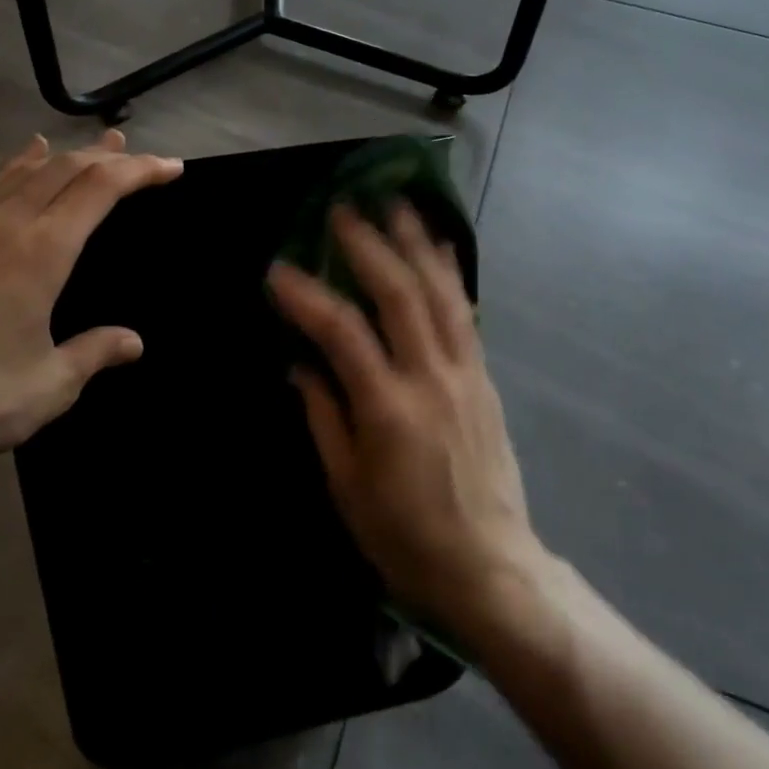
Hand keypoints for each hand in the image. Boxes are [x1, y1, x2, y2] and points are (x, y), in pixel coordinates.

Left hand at [0, 130, 181, 468]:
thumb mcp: (54, 383)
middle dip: (107, 157)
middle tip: (139, 154)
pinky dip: (17, 167)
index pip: (100, 189)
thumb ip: (96, 351)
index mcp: (41, 251)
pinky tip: (24, 160)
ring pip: (24, 171)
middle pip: (64, 169)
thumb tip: (133, 342)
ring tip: (94, 146)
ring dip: (65, 155)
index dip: (140, 171)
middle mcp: (5, 225)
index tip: (171, 167)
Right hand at [267, 204, 544, 639]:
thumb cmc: (405, 536)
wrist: (490, 566)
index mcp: (388, 409)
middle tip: (342, 208)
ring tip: (397, 202)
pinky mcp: (484, 376)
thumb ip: (324, 416)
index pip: (342, 333)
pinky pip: (467, 312)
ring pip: (440, 292)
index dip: (307, 296)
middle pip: (400, 294)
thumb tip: (300, 364)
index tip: (278, 270)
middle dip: (369, 245)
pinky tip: (441, 245)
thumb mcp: (347, 487)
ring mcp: (465, 373)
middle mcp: (431, 377)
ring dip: (416, 242)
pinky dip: (451, 273)